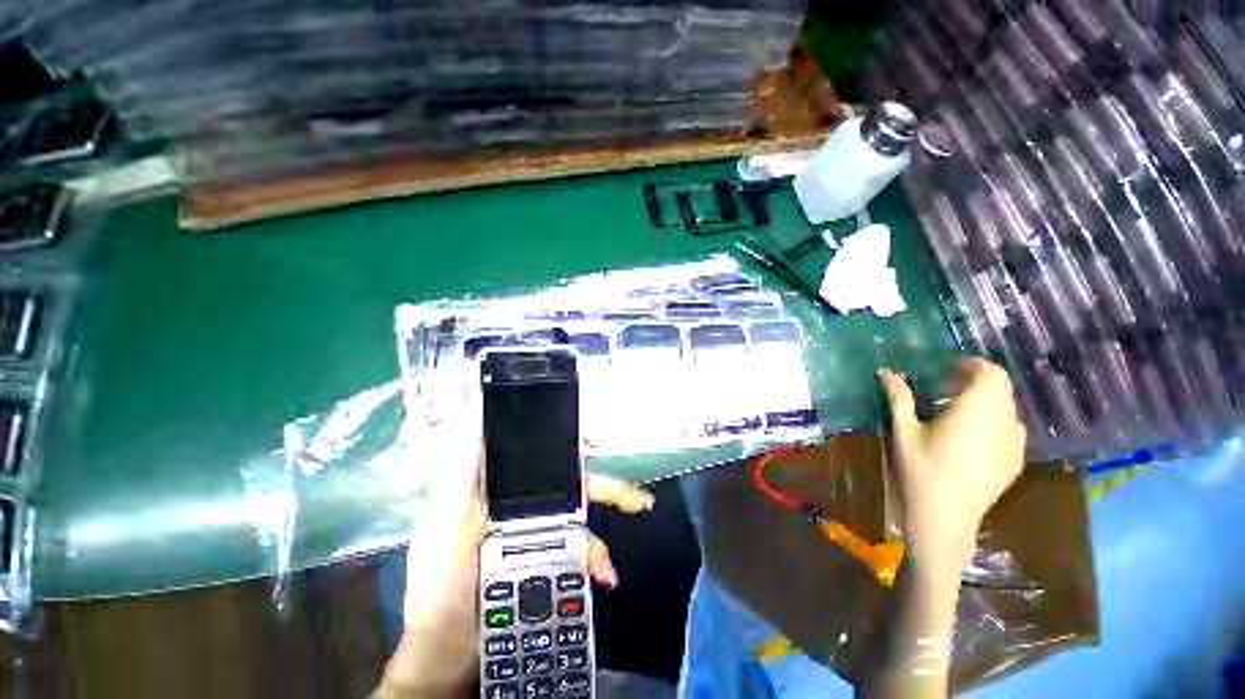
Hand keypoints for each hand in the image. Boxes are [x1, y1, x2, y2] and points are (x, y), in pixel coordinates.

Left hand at [379, 432, 652, 697]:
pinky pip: (577, 553)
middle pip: (571, 488)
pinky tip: (602, 575)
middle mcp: (522, 507)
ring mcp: (536, 536)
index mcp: (500, 491)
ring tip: (607, 565)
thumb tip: (478, 419)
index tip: (591, 445)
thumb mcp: (445, 519)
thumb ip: (461, 471)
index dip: (567, 450)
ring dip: (597, 540)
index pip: (540, 460)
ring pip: (579, 523)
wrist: (451, 651)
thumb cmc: (442, 582)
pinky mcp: (545, 562)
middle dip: (606, 489)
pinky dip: (592, 561)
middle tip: (638, 499)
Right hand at [879, 359, 1024, 570]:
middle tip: (947, 390)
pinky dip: (996, 421)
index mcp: (975, 410)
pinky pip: (1012, 428)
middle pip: (1001, 387)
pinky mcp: (1016, 460)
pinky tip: (972, 438)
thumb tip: (886, 372)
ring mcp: (1014, 442)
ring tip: (958, 414)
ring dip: (987, 402)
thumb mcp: (903, 431)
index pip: (990, 372)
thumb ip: (899, 398)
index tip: (946, 372)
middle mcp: (1003, 421)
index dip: (971, 366)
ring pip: (1008, 407)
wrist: (945, 518)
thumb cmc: (920, 470)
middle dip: (977, 382)